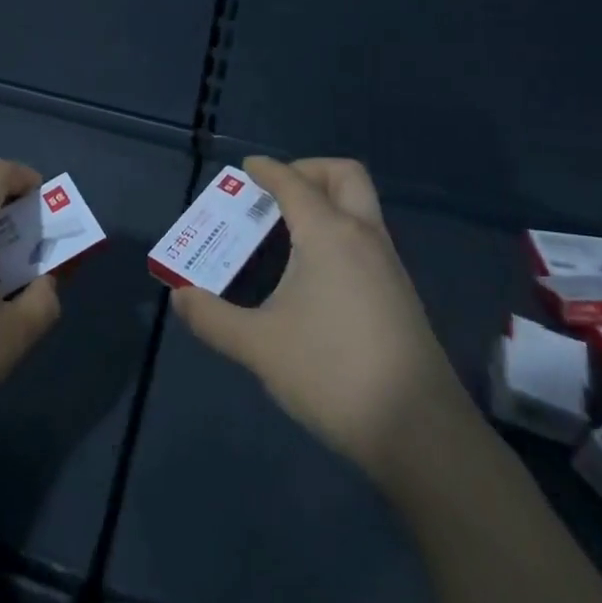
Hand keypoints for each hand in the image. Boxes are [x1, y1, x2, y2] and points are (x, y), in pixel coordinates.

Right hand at [170, 156, 470, 481]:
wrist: (421, 434)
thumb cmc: (332, 373)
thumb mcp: (259, 346)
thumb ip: (212, 317)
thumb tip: (180, 297)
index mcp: (329, 235)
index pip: (294, 183)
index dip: (267, 170)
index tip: (247, 168)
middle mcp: (364, 238)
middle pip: (344, 176)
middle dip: (309, 170)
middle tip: (276, 192)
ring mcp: (389, 266)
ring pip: (361, 208)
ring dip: (326, 202)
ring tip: (285, 232)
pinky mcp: (400, 295)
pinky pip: (366, 239)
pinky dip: (338, 232)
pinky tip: (313, 272)